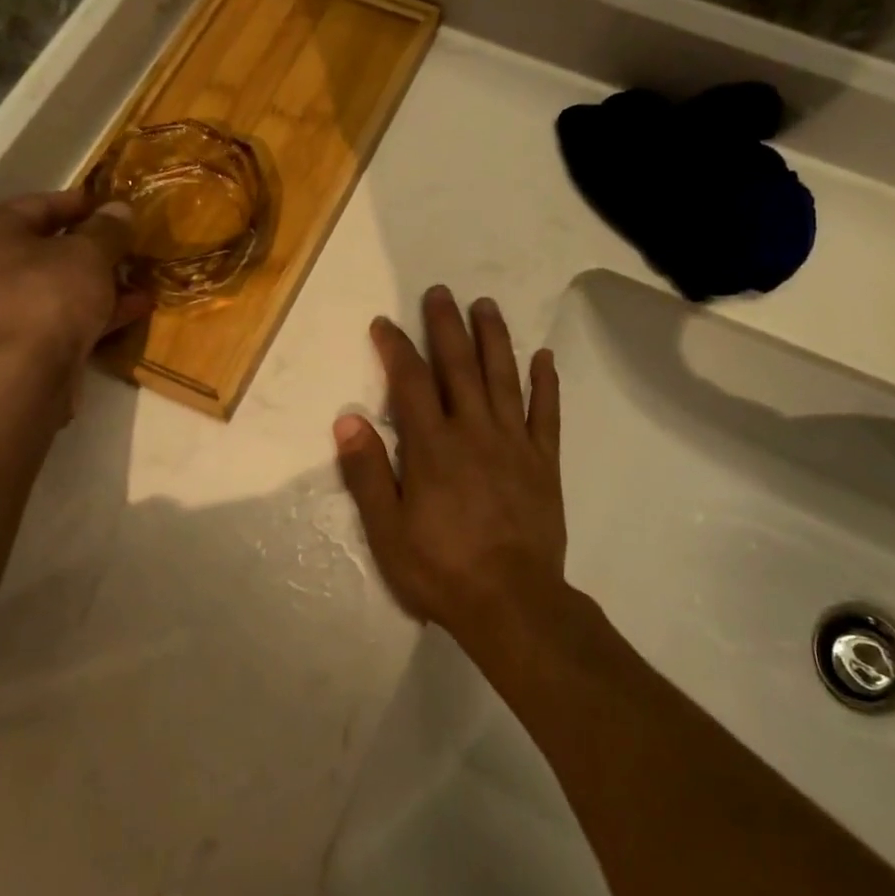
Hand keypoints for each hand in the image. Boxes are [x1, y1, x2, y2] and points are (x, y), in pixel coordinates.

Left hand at [0, 190, 151, 372]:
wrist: (18, 376)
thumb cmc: (46, 296)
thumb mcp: (87, 253)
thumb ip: (107, 229)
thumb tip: (119, 209)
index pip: (39, 205)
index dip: (81, 204)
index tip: (117, 207)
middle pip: (49, 249)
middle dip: (95, 249)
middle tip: (133, 246)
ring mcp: (3, 312)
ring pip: (60, 288)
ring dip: (101, 284)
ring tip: (143, 279)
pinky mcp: (22, 347)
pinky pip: (64, 319)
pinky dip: (97, 313)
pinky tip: (135, 310)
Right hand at [333, 286, 566, 640]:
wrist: (513, 604)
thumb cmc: (442, 570)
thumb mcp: (388, 530)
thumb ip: (368, 472)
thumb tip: (348, 418)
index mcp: (433, 447)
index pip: (410, 382)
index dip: (396, 348)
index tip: (385, 322)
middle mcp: (475, 431)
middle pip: (459, 366)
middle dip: (447, 326)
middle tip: (441, 291)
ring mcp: (514, 443)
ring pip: (503, 378)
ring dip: (494, 338)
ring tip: (487, 305)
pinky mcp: (544, 462)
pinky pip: (546, 414)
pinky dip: (545, 383)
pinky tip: (543, 356)